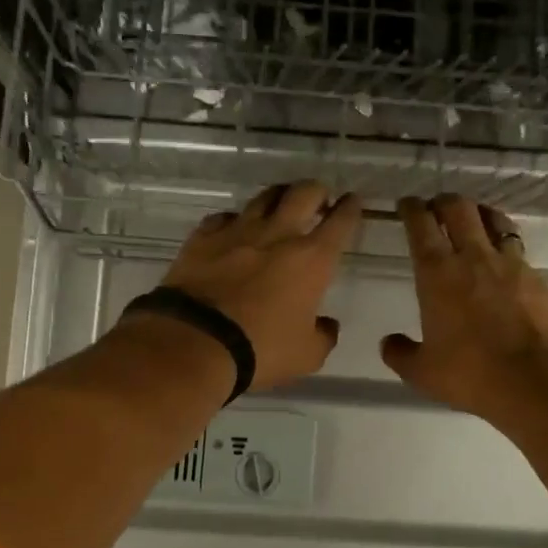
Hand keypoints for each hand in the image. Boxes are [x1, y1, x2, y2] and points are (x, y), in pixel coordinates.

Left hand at [155, 181, 361, 389]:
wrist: (195, 343)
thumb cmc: (261, 350)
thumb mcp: (306, 356)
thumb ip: (323, 336)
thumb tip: (326, 325)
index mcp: (312, 260)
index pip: (340, 222)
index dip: (350, 208)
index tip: (353, 201)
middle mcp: (278, 235)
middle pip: (303, 193)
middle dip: (316, 191)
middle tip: (318, 199)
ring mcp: (237, 232)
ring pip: (264, 197)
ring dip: (278, 197)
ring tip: (280, 205)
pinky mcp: (202, 238)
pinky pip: (224, 218)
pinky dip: (234, 221)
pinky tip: (233, 230)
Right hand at [381, 194, 547, 415]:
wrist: (537, 380)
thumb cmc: (470, 373)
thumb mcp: (422, 372)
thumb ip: (400, 353)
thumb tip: (389, 343)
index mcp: (437, 273)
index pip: (420, 225)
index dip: (411, 209)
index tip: (406, 204)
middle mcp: (474, 257)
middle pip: (458, 209)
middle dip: (444, 201)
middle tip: (436, 207)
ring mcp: (511, 264)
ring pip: (495, 221)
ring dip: (480, 214)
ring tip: (475, 219)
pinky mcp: (539, 278)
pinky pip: (519, 251)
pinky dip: (507, 248)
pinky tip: (505, 264)